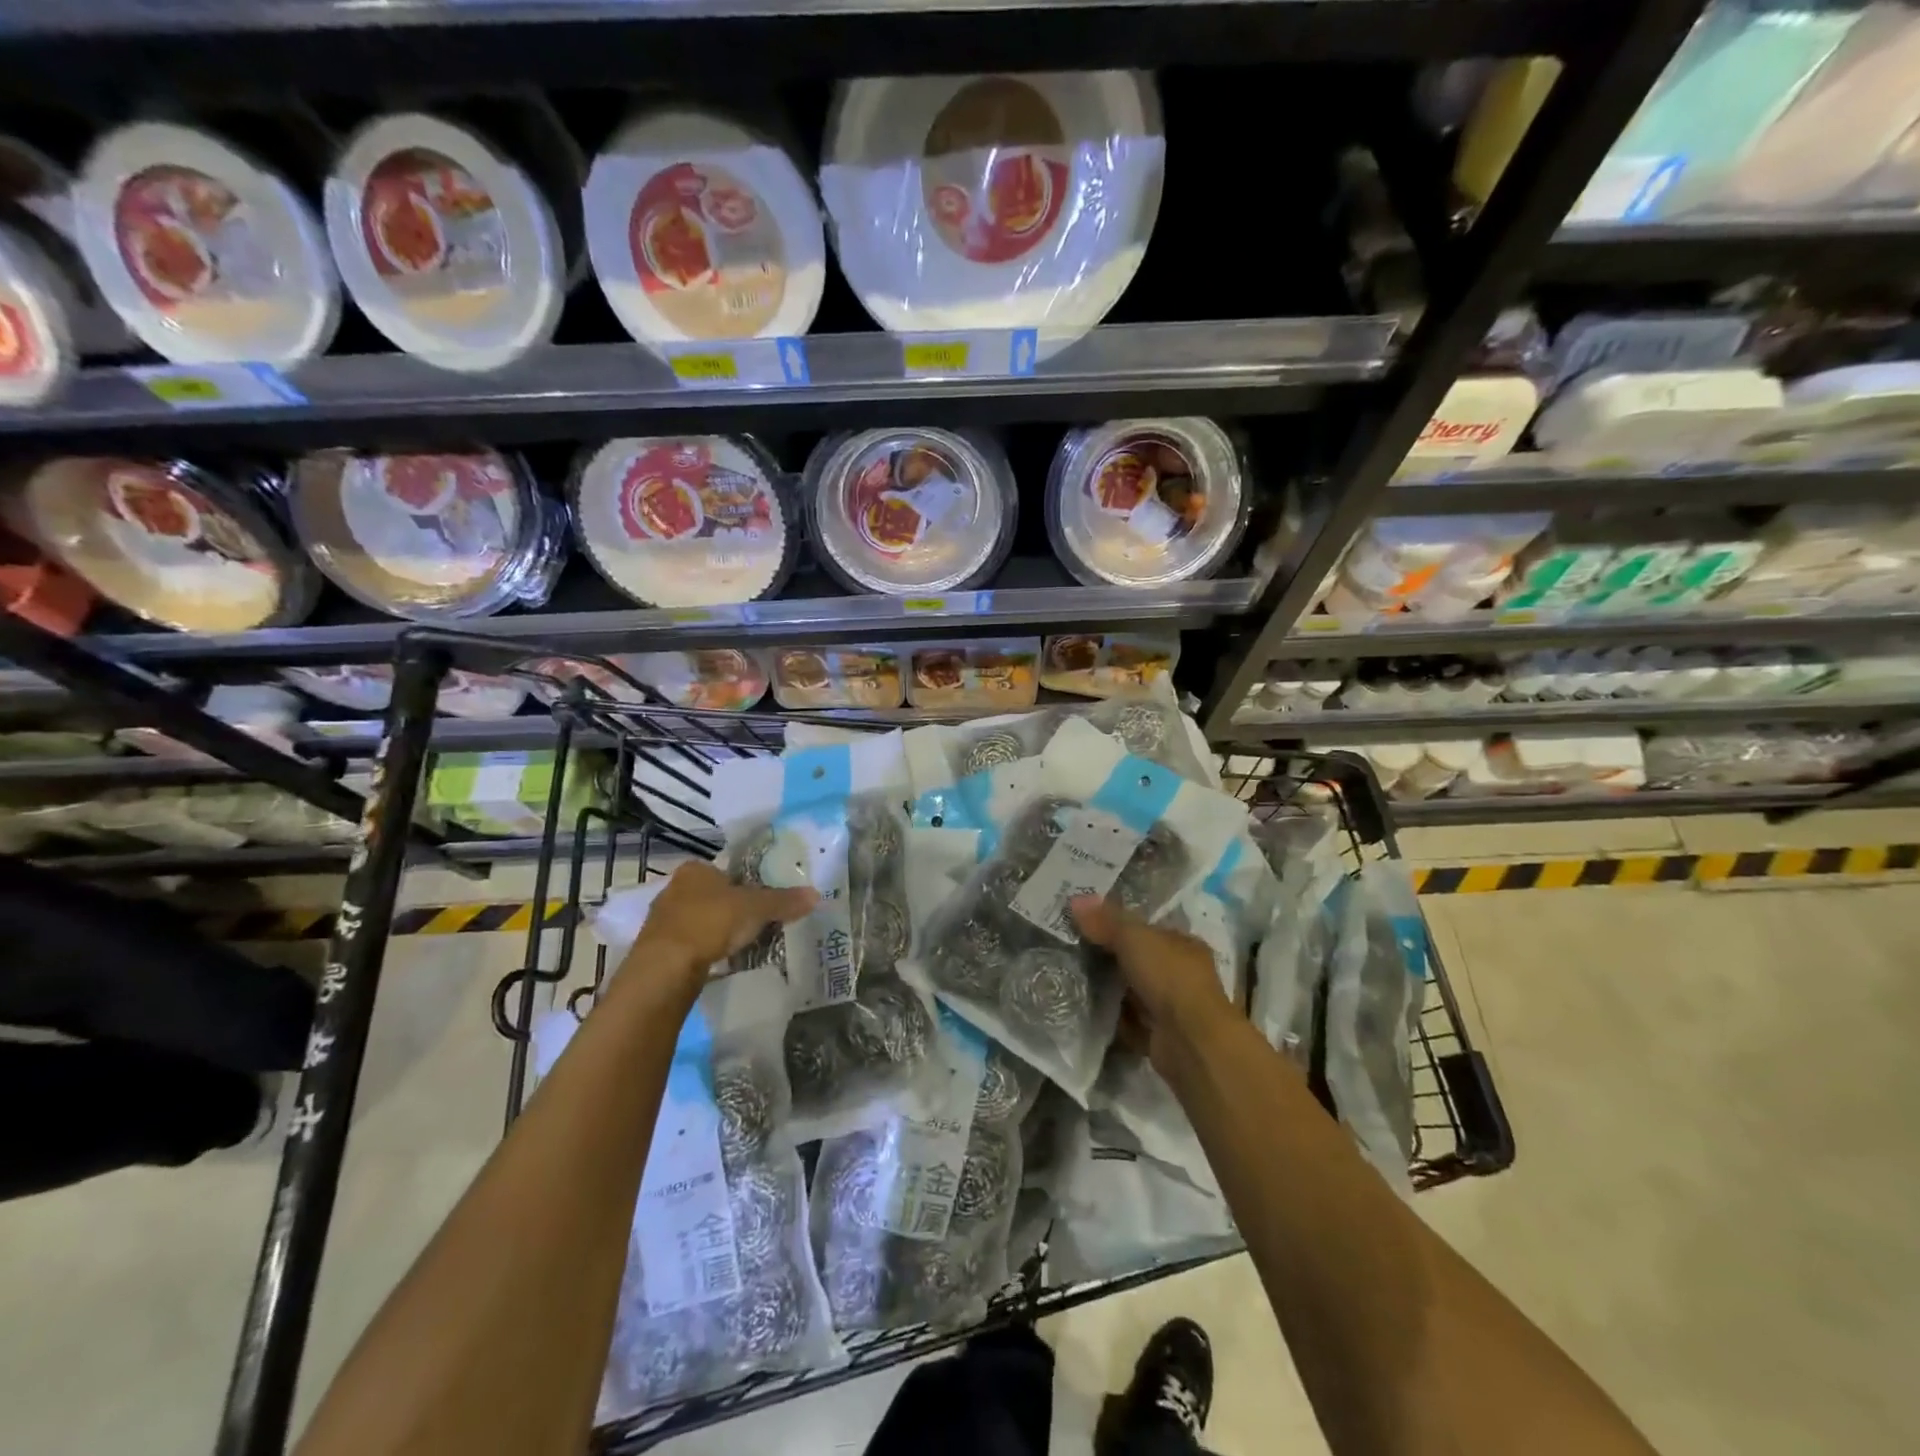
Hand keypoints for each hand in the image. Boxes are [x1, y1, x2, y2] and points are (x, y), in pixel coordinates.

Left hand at [625, 861, 816, 988]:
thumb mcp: (755, 908)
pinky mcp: (657, 948)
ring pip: (698, 920)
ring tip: (739, 945)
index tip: (759, 901)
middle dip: (730, 909)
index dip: (743, 884)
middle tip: (754, 924)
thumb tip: (817, 894)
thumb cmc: (711, 922)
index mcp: (695, 870)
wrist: (666, 967)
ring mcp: (662, 919)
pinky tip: (717, 962)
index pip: (724, 870)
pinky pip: (689, 944)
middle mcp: (674, 888)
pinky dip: (703, 951)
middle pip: (711, 895)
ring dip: (715, 931)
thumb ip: (784, 901)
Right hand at [1071, 895, 1234, 1068]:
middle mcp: (1182, 974)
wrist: (1190, 1040)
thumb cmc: (1168, 977)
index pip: (1149, 931)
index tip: (1088, 926)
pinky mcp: (1161, 1036)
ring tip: (1074, 981)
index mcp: (1184, 944)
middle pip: (1139, 962)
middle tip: (1074, 954)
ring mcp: (1173, 1008)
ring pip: (1134, 993)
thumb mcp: (1133, 937)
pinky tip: (1088, 1012)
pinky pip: (1130, 1022)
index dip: (1120, 927)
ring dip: (1111, 991)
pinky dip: (1113, 1019)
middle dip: (1111, 960)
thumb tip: (1075, 899)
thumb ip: (1105, 920)